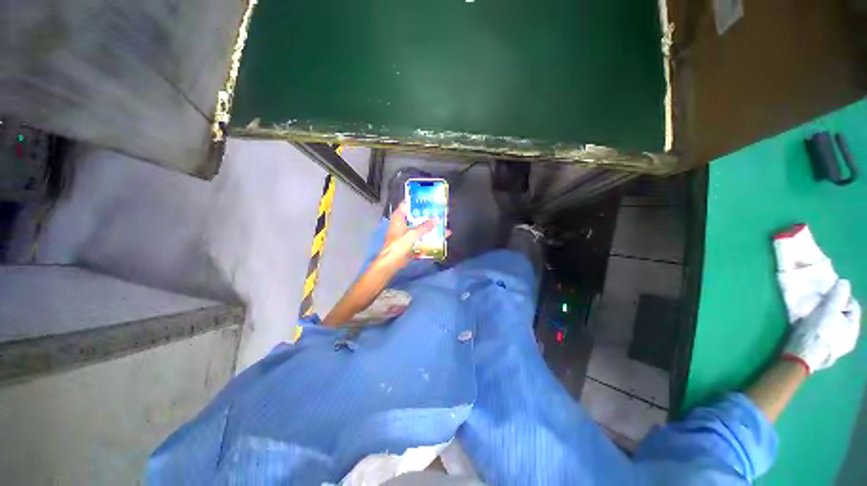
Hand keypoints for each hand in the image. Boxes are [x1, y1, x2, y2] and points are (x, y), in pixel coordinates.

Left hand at [374, 201, 437, 270]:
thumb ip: (425, 227)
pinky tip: (439, 239)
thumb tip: (436, 219)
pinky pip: (420, 238)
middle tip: (439, 212)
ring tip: (442, 226)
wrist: (391, 264)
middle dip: (427, 216)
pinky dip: (428, 238)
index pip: (406, 204)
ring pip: (419, 228)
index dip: (417, 200)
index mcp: (399, 218)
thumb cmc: (398, 246)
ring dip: (429, 228)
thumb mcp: (413, 234)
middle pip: (415, 216)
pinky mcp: (409, 243)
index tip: (428, 199)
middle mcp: (401, 224)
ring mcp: (405, 234)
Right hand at [783, 279, 860, 373]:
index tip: (829, 293)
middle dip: (834, 308)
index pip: (853, 306)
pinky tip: (812, 326)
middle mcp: (849, 339)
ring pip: (835, 325)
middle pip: (844, 316)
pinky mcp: (824, 350)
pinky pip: (827, 333)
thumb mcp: (828, 310)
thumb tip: (844, 282)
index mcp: (853, 329)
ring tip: (815, 313)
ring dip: (827, 318)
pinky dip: (822, 327)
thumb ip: (838, 295)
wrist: (801, 354)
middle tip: (821, 302)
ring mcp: (837, 347)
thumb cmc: (817, 331)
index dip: (842, 298)